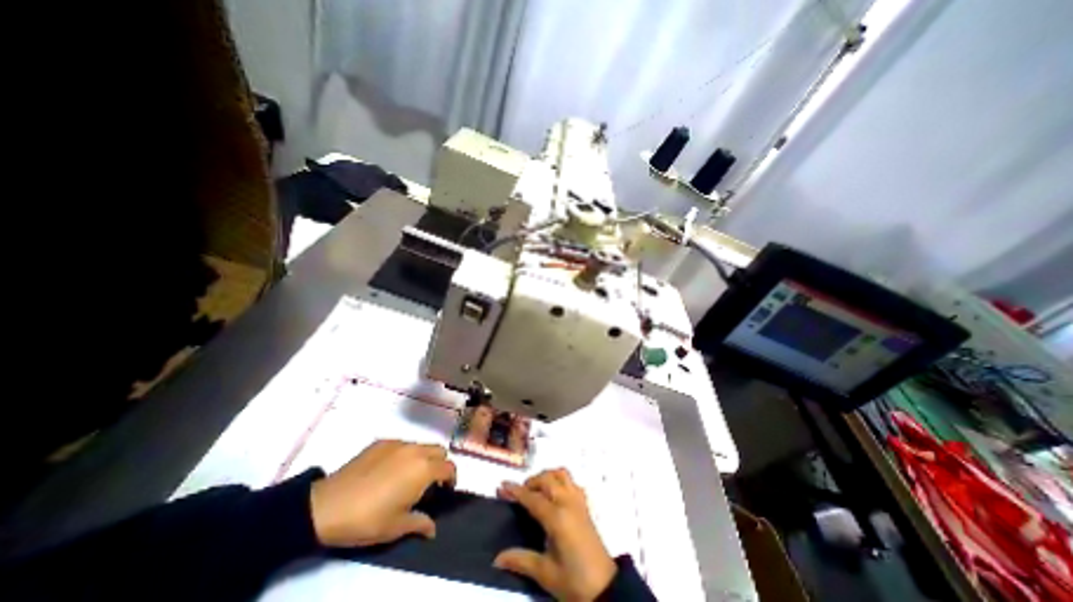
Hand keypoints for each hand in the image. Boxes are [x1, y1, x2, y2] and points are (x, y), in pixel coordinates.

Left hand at [312, 441, 457, 548]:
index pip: (449, 467)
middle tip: (428, 482)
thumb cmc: (367, 519)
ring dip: (422, 458)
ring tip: (407, 476)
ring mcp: (398, 443)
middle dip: (439, 464)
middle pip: (439, 450)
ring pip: (421, 445)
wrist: (326, 506)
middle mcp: (415, 450)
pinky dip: (403, 455)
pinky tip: (387, 471)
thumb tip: (433, 528)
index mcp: (423, 469)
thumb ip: (420, 523)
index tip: (445, 490)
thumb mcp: (396, 527)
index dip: (451, 478)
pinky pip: (402, 445)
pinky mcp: (382, 442)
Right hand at [493, 471, 616, 601]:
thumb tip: (497, 558)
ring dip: (547, 477)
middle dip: (531, 481)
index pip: (533, 498)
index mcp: (557, 518)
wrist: (605, 588)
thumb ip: (521, 560)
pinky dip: (560, 481)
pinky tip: (554, 494)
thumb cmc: (574, 582)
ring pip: (561, 475)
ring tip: (536, 490)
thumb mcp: (545, 573)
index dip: (516, 491)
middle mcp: (568, 503)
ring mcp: (578, 501)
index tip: (502, 485)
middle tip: (518, 493)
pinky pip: (571, 482)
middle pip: (547, 479)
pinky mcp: (585, 505)